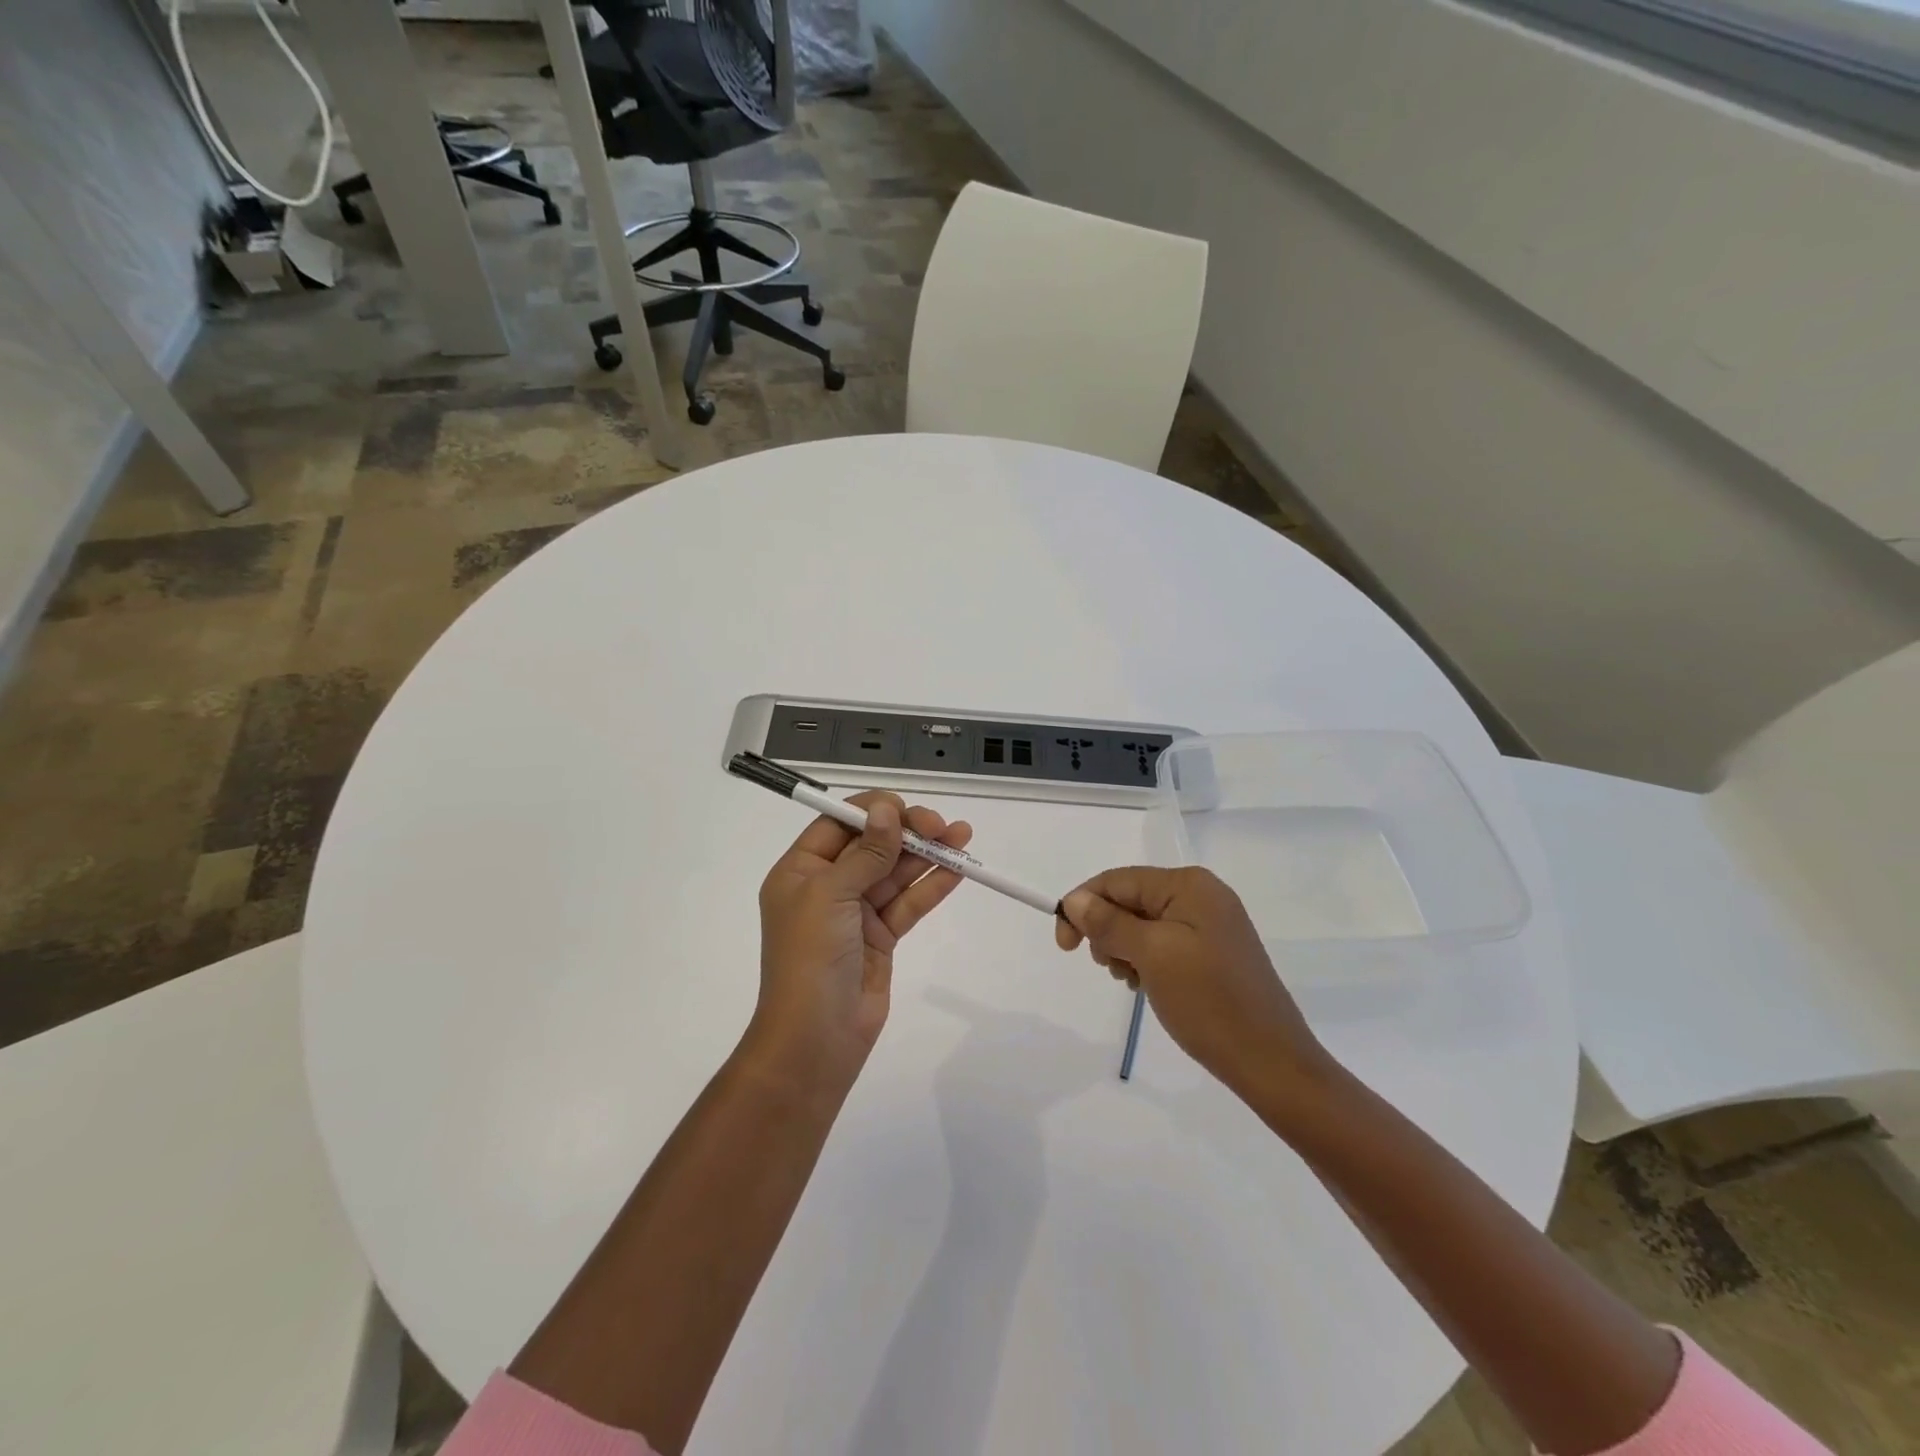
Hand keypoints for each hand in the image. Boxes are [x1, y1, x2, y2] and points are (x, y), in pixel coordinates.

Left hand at [753, 792, 972, 1088]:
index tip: (906, 808)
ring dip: (927, 855)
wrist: (815, 1040)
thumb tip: (886, 810)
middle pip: (872, 845)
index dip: (873, 811)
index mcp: (800, 870)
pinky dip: (931, 886)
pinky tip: (957, 870)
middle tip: (942, 825)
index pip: (838, 824)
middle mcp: (827, 886)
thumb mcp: (831, 896)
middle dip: (907, 832)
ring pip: (895, 873)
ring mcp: (855, 912)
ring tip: (963, 836)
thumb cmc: (810, 958)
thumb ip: (865, 853)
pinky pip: (908, 903)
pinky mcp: (880, 937)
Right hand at [1055, 867, 1332, 1102]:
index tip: (1064, 947)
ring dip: (1125, 948)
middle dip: (1107, 930)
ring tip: (1133, 981)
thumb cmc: (1209, 1003)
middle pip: (1130, 899)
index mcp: (1189, 884)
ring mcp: (1210, 924)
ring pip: (1143, 923)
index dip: (1083, 906)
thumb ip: (1110, 923)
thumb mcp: (1152, 956)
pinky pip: (1163, 942)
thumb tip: (1075, 899)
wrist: (1271, 1062)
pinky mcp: (1213, 951)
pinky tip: (1148, 986)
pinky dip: (1145, 960)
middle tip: (1111, 969)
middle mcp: (1201, 894)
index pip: (1117, 880)